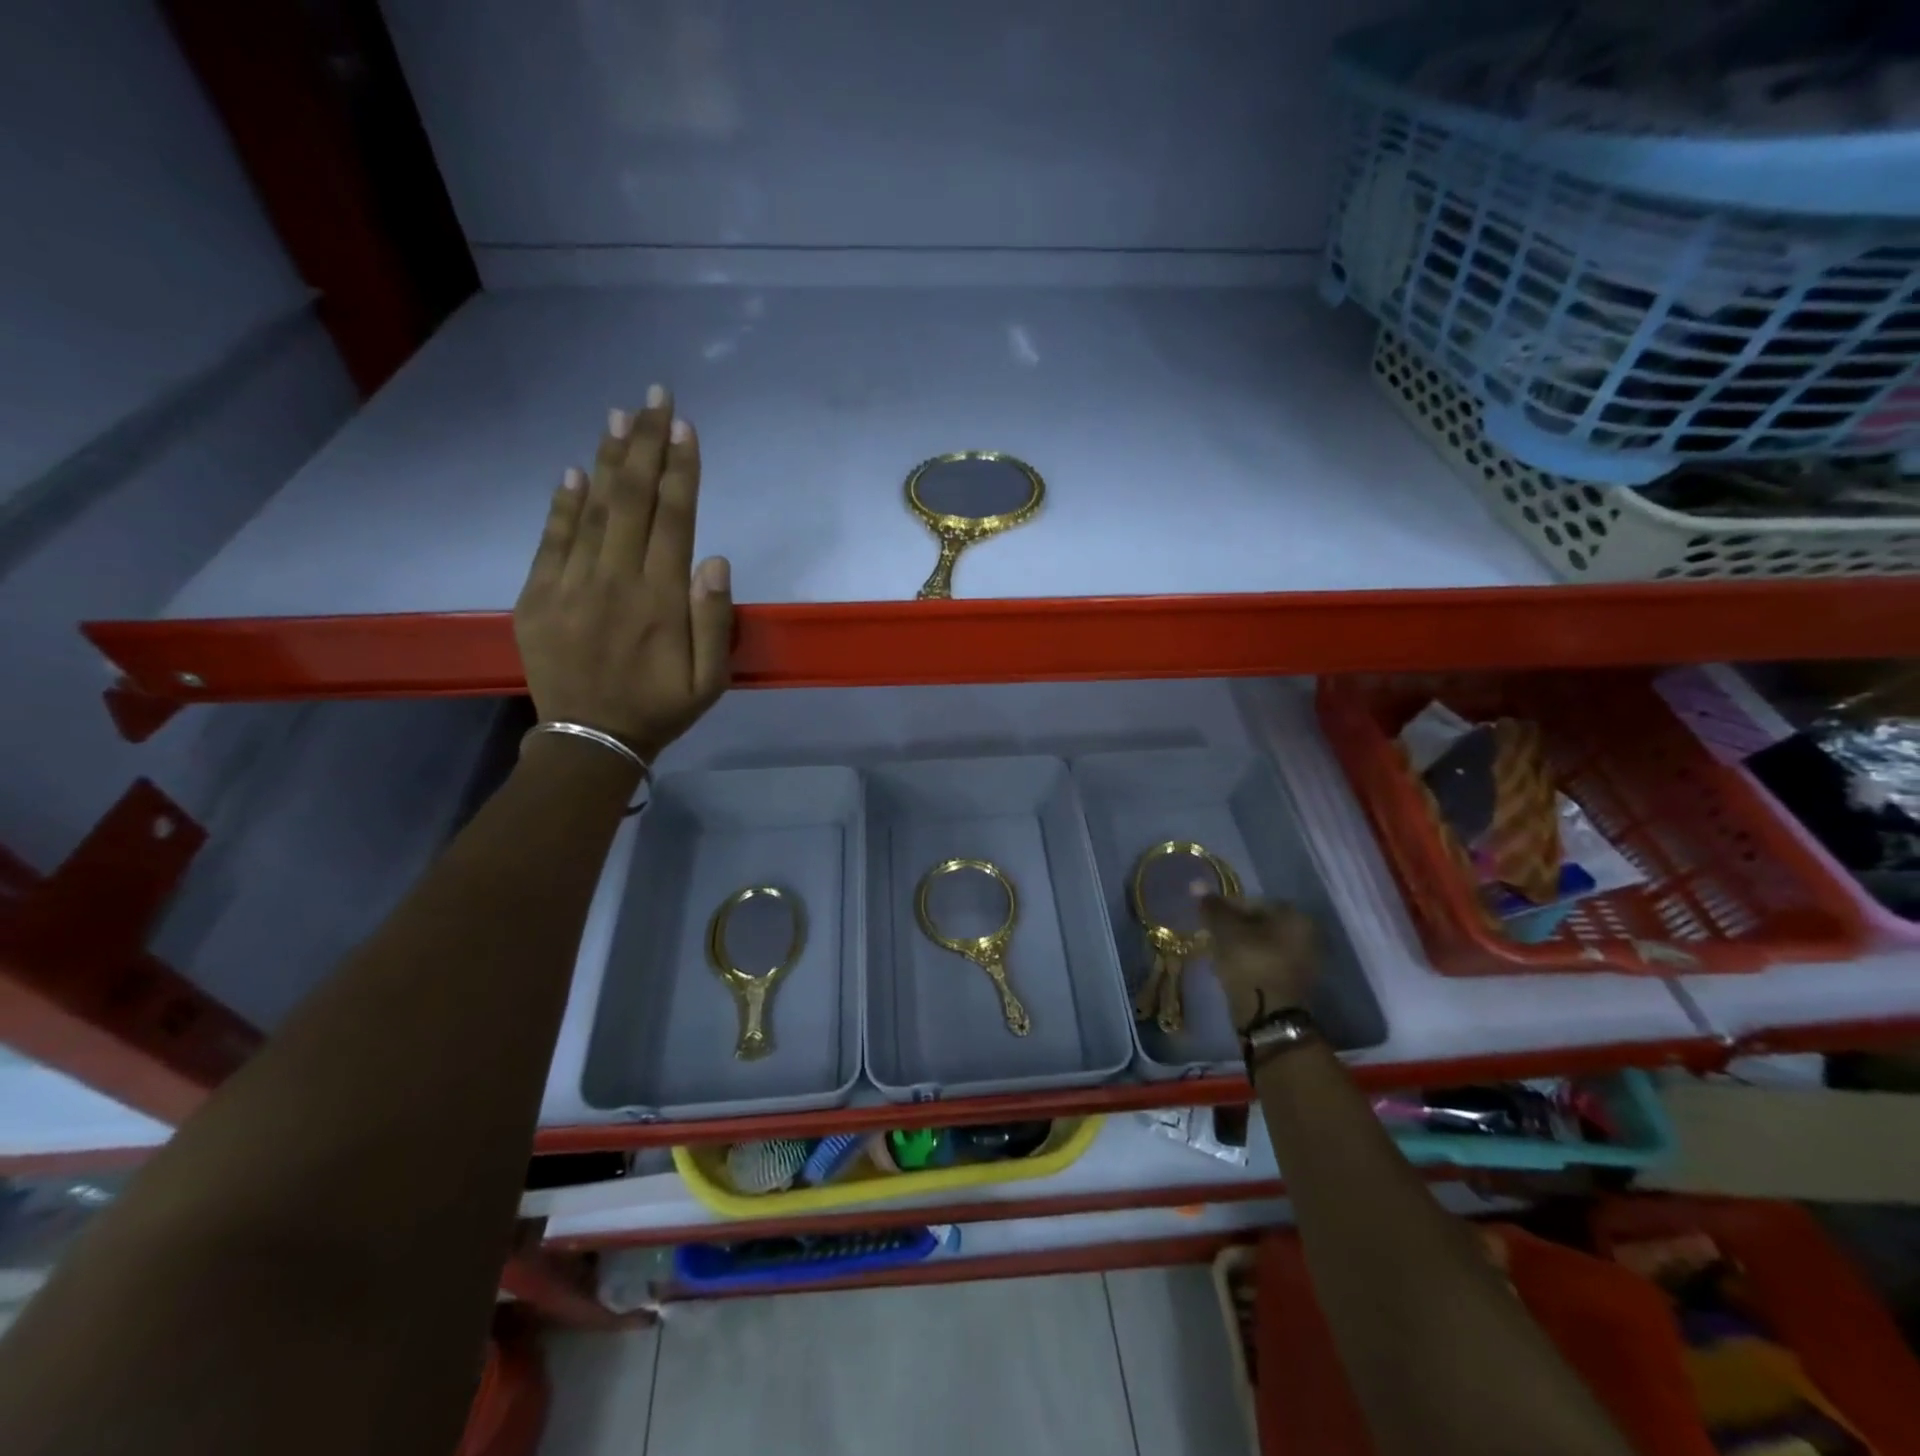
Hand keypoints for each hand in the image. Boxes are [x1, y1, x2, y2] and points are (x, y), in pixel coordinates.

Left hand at [514, 387, 732, 761]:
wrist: (590, 740)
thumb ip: (716, 621)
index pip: (675, 519)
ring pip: (593, 511)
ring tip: (619, 416)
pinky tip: (574, 470)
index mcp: (662, 600)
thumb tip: (715, 559)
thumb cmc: (660, 709)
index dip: (681, 470)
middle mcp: (616, 581)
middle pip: (633, 501)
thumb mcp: (710, 680)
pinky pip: (551, 540)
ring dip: (608, 460)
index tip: (684, 427)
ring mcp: (571, 586)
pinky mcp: (537, 596)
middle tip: (654, 396)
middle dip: (646, 445)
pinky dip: (563, 504)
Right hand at [1200, 896, 1318, 1032]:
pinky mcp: (1295, 983)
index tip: (1208, 920)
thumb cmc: (1249, 962)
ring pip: (1263, 944)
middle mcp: (1307, 934)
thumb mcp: (1225, 929)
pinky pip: (1267, 963)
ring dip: (1241, 946)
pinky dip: (1250, 963)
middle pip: (1260, 923)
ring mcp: (1304, 961)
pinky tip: (1232, 971)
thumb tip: (1196, 884)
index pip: (1254, 902)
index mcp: (1295, 916)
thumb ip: (1212, 906)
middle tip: (1211, 937)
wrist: (1268, 1016)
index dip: (1226, 908)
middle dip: (1234, 928)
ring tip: (1218, 955)